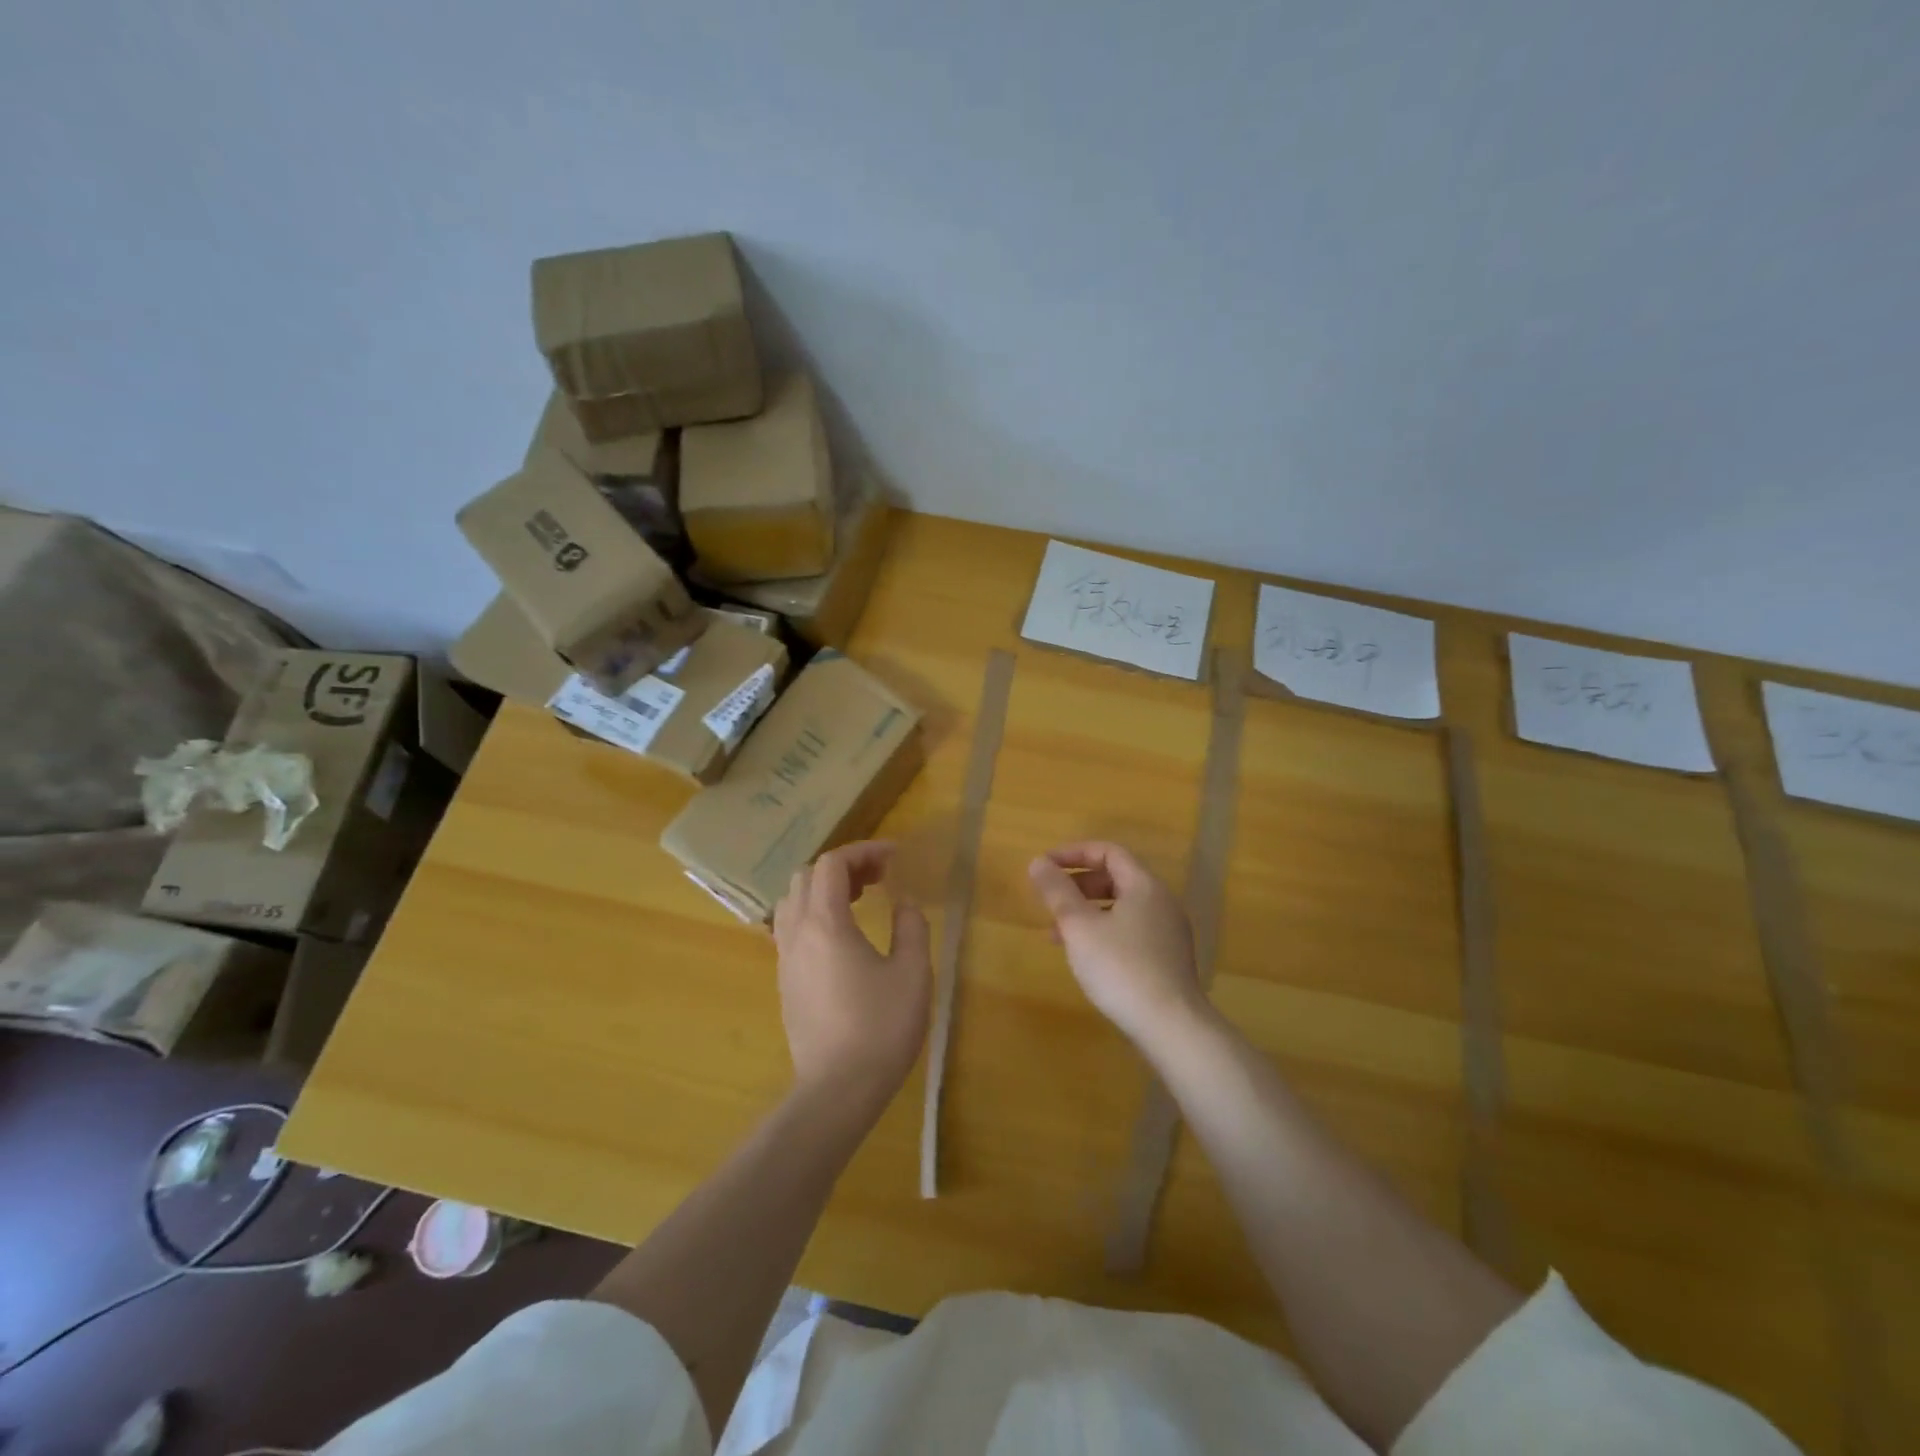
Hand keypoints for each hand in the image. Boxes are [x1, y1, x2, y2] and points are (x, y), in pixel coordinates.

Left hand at [773, 841, 930, 1103]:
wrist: (837, 1091)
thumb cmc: (880, 1028)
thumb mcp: (912, 973)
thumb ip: (911, 927)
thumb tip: (905, 902)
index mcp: (825, 924)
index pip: (832, 864)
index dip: (863, 851)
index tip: (894, 858)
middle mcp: (796, 933)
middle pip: (806, 877)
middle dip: (842, 867)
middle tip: (879, 878)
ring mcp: (785, 960)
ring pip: (792, 902)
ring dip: (823, 890)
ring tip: (859, 901)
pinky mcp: (785, 983)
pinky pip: (790, 929)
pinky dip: (814, 915)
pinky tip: (842, 937)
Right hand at [1028, 841, 1205, 1046]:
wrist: (1171, 1026)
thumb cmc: (1121, 968)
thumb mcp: (1079, 926)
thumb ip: (1057, 891)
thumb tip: (1038, 862)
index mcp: (1144, 886)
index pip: (1108, 852)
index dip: (1073, 854)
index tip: (1044, 866)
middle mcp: (1161, 902)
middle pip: (1115, 878)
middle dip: (1077, 885)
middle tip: (1049, 900)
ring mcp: (1168, 932)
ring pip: (1120, 907)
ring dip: (1086, 912)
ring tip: (1056, 934)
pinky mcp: (1167, 959)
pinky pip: (1130, 930)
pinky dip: (1103, 931)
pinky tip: (1085, 957)